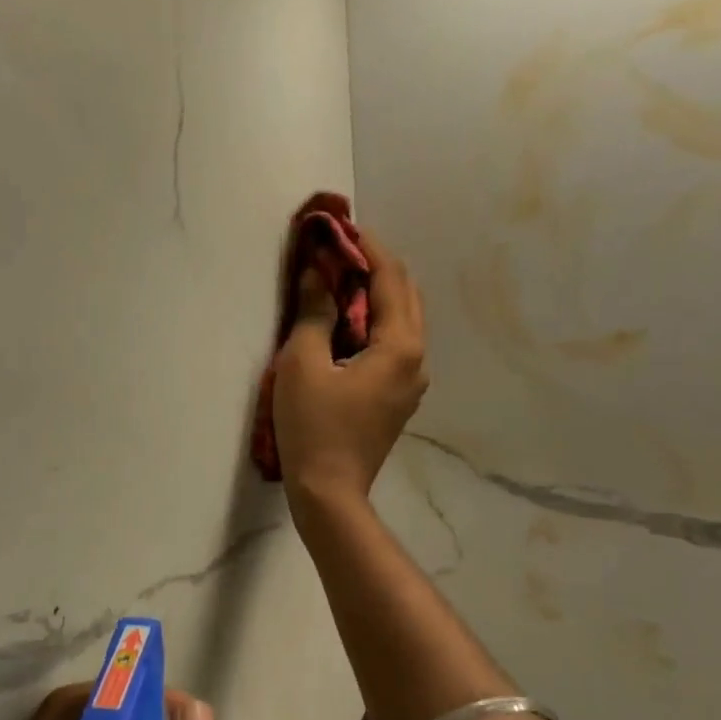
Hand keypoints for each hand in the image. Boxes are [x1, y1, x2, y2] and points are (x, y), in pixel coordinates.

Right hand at [273, 225, 428, 510]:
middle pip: (405, 294)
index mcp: (401, 345)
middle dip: (374, 266)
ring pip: (402, 320)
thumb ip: (313, 311)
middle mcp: (417, 358)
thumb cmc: (313, 426)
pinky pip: (393, 345)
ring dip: (375, 294)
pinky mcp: (397, 398)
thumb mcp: (303, 362)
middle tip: (337, 250)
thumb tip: (317, 272)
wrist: (329, 493)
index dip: (365, 246)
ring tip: (338, 280)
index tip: (338, 226)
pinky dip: (373, 323)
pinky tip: (345, 323)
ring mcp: (411, 381)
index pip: (391, 277)